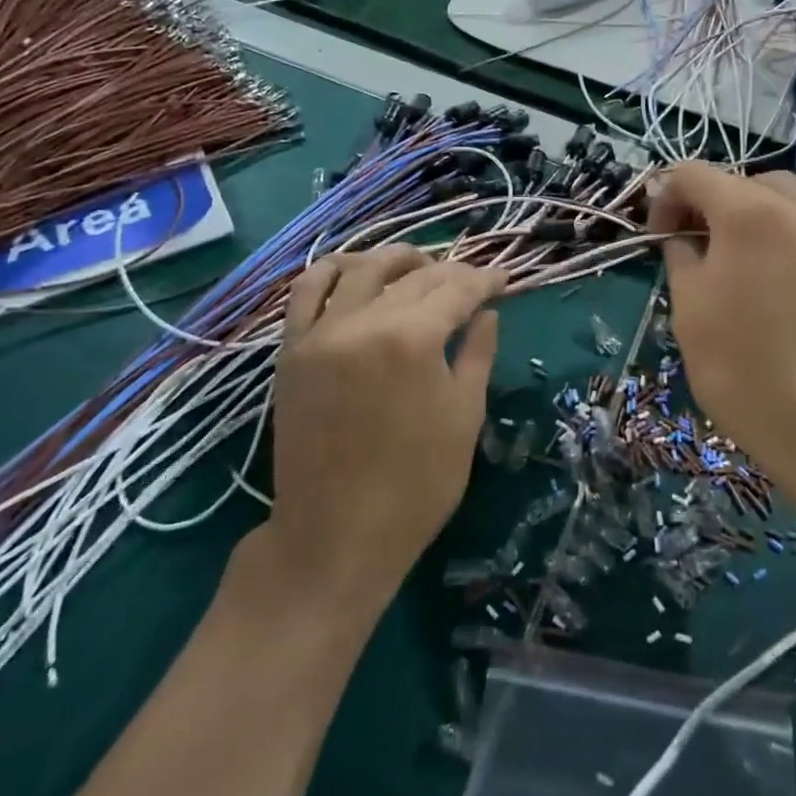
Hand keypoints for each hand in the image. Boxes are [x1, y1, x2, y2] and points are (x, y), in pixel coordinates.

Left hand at [265, 246, 502, 609]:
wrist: (335, 535)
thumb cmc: (416, 485)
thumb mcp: (464, 417)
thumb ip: (477, 354)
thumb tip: (487, 312)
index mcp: (413, 340)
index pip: (457, 289)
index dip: (484, 280)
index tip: (503, 279)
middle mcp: (364, 322)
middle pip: (414, 276)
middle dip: (450, 272)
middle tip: (471, 281)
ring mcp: (321, 332)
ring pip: (361, 269)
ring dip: (396, 260)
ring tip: (418, 265)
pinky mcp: (292, 349)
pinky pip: (306, 291)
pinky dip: (333, 271)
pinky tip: (355, 272)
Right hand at [648, 166, 795, 512]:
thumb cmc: (746, 374)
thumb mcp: (690, 314)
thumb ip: (680, 257)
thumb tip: (679, 233)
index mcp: (744, 215)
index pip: (692, 175)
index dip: (665, 197)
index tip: (660, 236)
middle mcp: (794, 207)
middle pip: (739, 179)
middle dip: (708, 202)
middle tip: (695, 246)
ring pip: (789, 186)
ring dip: (757, 200)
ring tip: (747, 238)